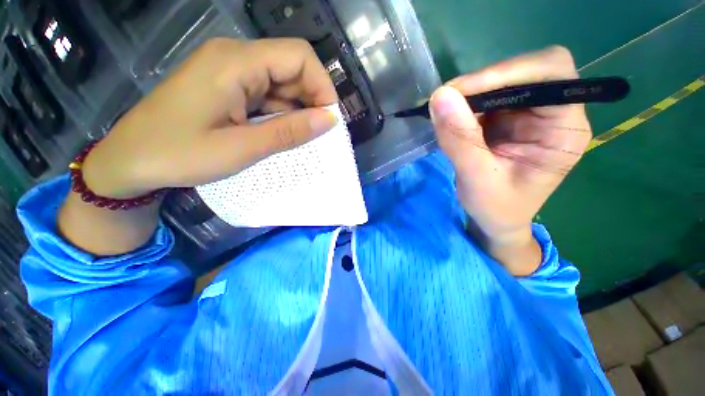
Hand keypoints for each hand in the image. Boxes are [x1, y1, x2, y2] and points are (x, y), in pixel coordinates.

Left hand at [60, 38, 337, 255]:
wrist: (130, 161)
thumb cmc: (179, 155)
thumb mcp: (242, 148)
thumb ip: (289, 132)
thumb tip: (330, 120)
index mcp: (236, 62)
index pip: (299, 57)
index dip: (322, 86)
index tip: (330, 120)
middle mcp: (235, 58)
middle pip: (291, 68)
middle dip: (312, 101)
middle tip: (318, 135)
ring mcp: (230, 72)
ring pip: (281, 84)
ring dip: (297, 111)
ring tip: (302, 139)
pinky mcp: (228, 88)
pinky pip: (266, 95)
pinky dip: (281, 114)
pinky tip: (283, 134)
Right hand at [429, 46, 590, 274]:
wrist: (495, 220)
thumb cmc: (496, 208)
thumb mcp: (477, 178)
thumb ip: (460, 139)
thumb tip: (440, 97)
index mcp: (565, 129)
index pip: (551, 73)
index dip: (507, 72)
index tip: (460, 92)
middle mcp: (553, 113)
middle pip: (525, 72)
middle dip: (483, 83)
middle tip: (445, 102)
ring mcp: (529, 115)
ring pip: (501, 83)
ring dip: (469, 95)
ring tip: (444, 114)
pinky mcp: (507, 120)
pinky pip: (485, 99)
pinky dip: (464, 106)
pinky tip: (450, 120)